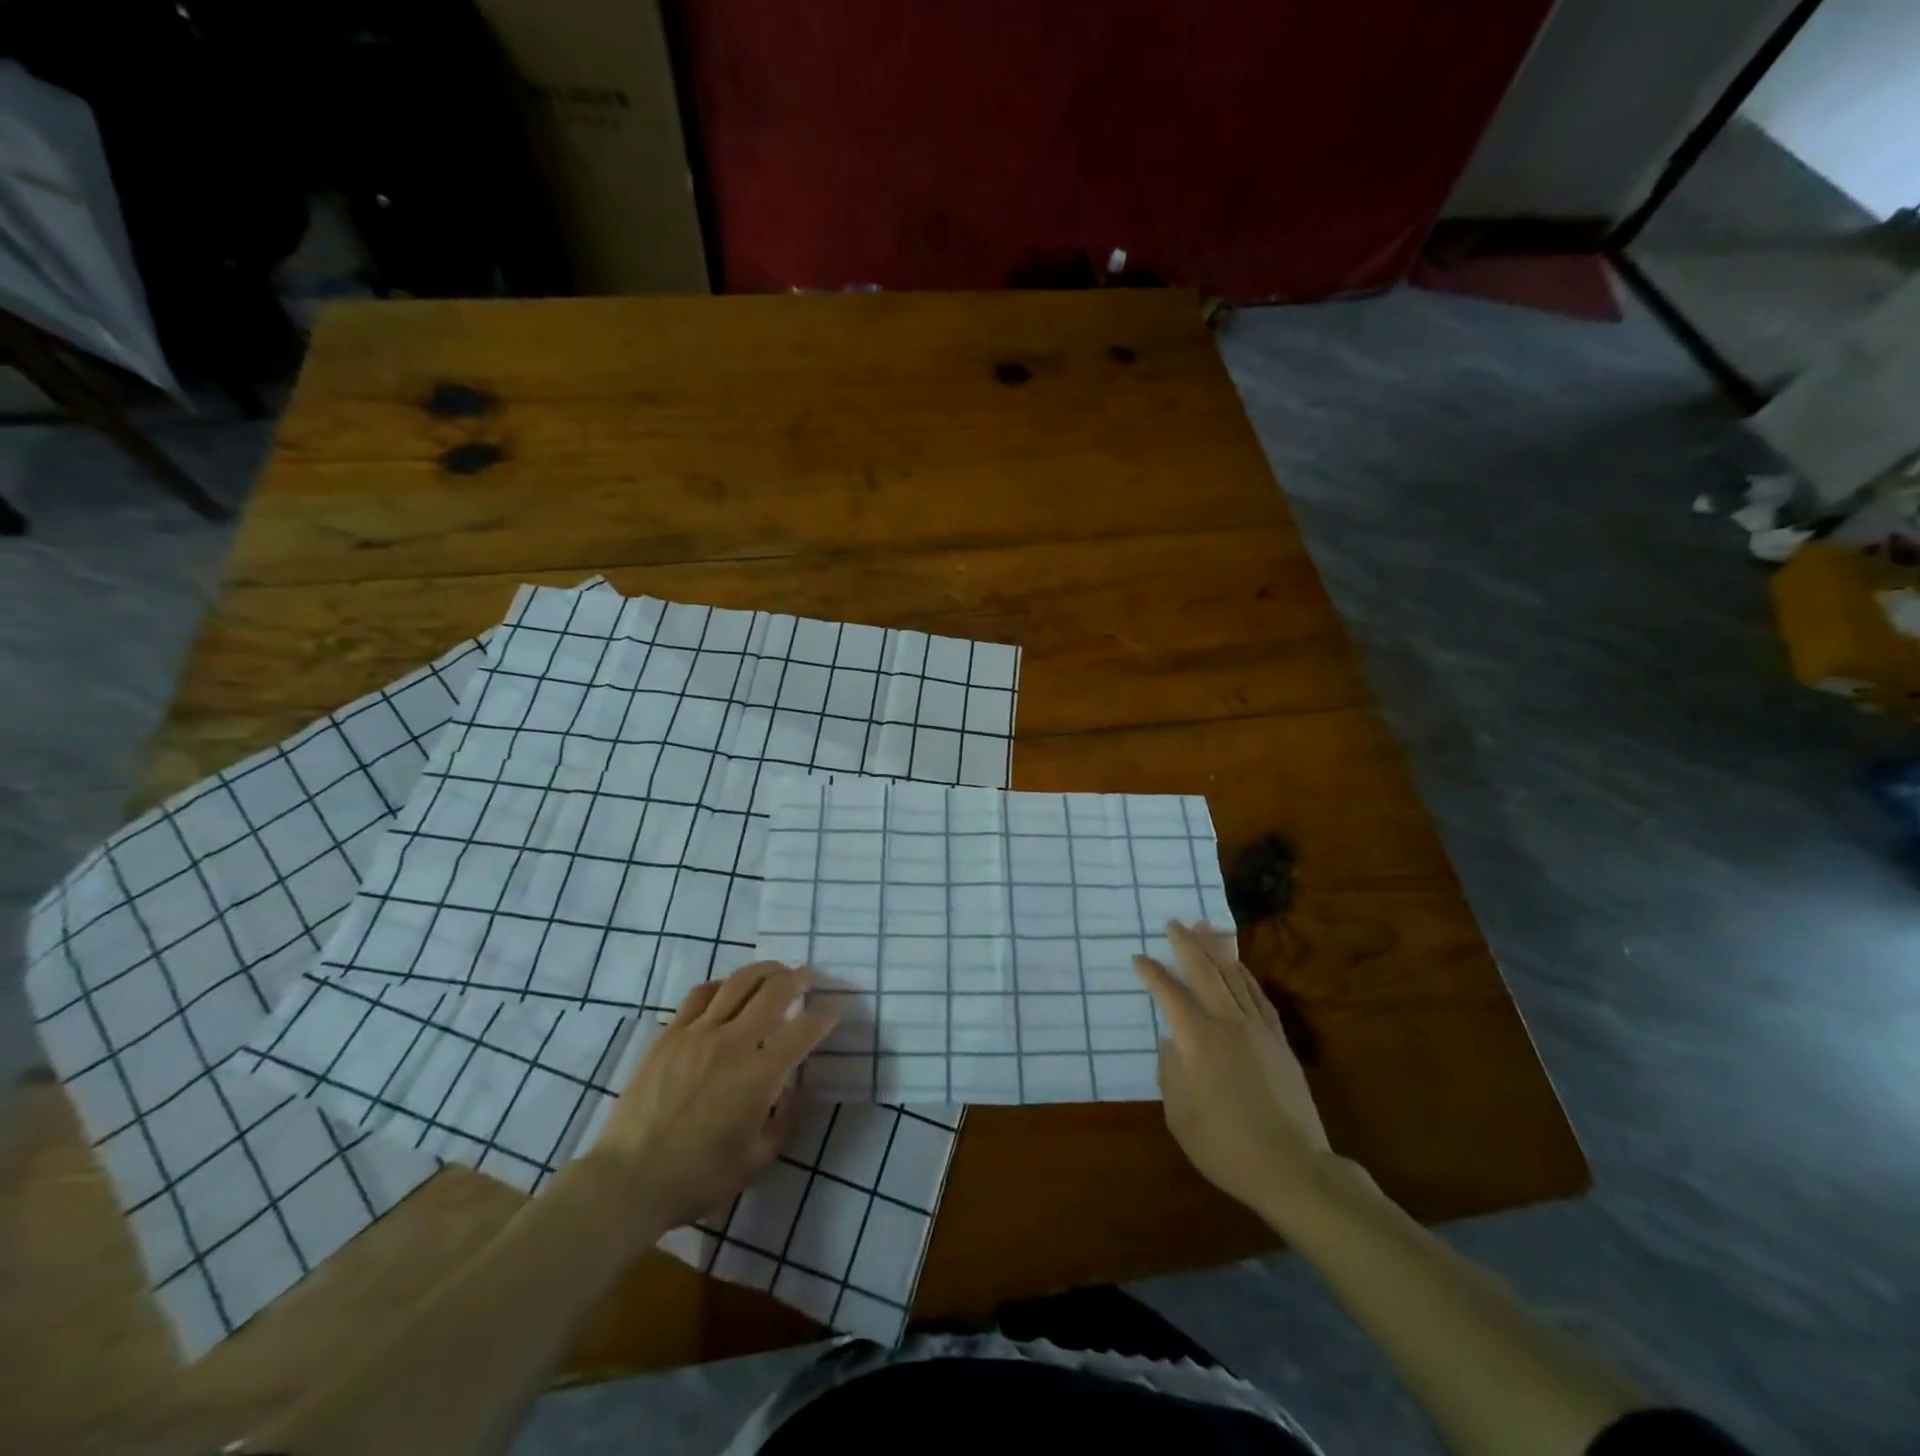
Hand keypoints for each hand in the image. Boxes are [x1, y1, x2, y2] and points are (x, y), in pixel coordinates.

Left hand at [587, 960, 839, 1234]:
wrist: (628, 1180)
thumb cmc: (697, 1178)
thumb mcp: (756, 1161)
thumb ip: (784, 1121)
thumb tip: (793, 1087)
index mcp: (761, 1075)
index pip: (806, 1029)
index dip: (828, 1014)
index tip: (838, 1006)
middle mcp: (734, 1042)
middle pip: (775, 990)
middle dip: (799, 978)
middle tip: (810, 977)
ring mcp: (699, 1032)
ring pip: (739, 982)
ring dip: (765, 970)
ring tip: (776, 971)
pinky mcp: (670, 1033)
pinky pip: (701, 994)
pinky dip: (723, 986)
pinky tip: (728, 991)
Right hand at [1133, 921, 1331, 1224]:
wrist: (1293, 1168)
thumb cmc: (1226, 1146)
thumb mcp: (1179, 1115)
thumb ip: (1170, 1071)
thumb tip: (1171, 1041)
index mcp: (1197, 1040)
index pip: (1169, 994)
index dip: (1152, 974)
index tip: (1138, 959)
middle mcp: (1227, 1023)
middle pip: (1204, 972)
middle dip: (1186, 944)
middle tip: (1173, 922)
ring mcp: (1257, 1029)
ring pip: (1233, 976)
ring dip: (1216, 949)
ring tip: (1203, 926)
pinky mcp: (1278, 1040)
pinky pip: (1258, 995)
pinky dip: (1244, 974)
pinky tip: (1238, 965)